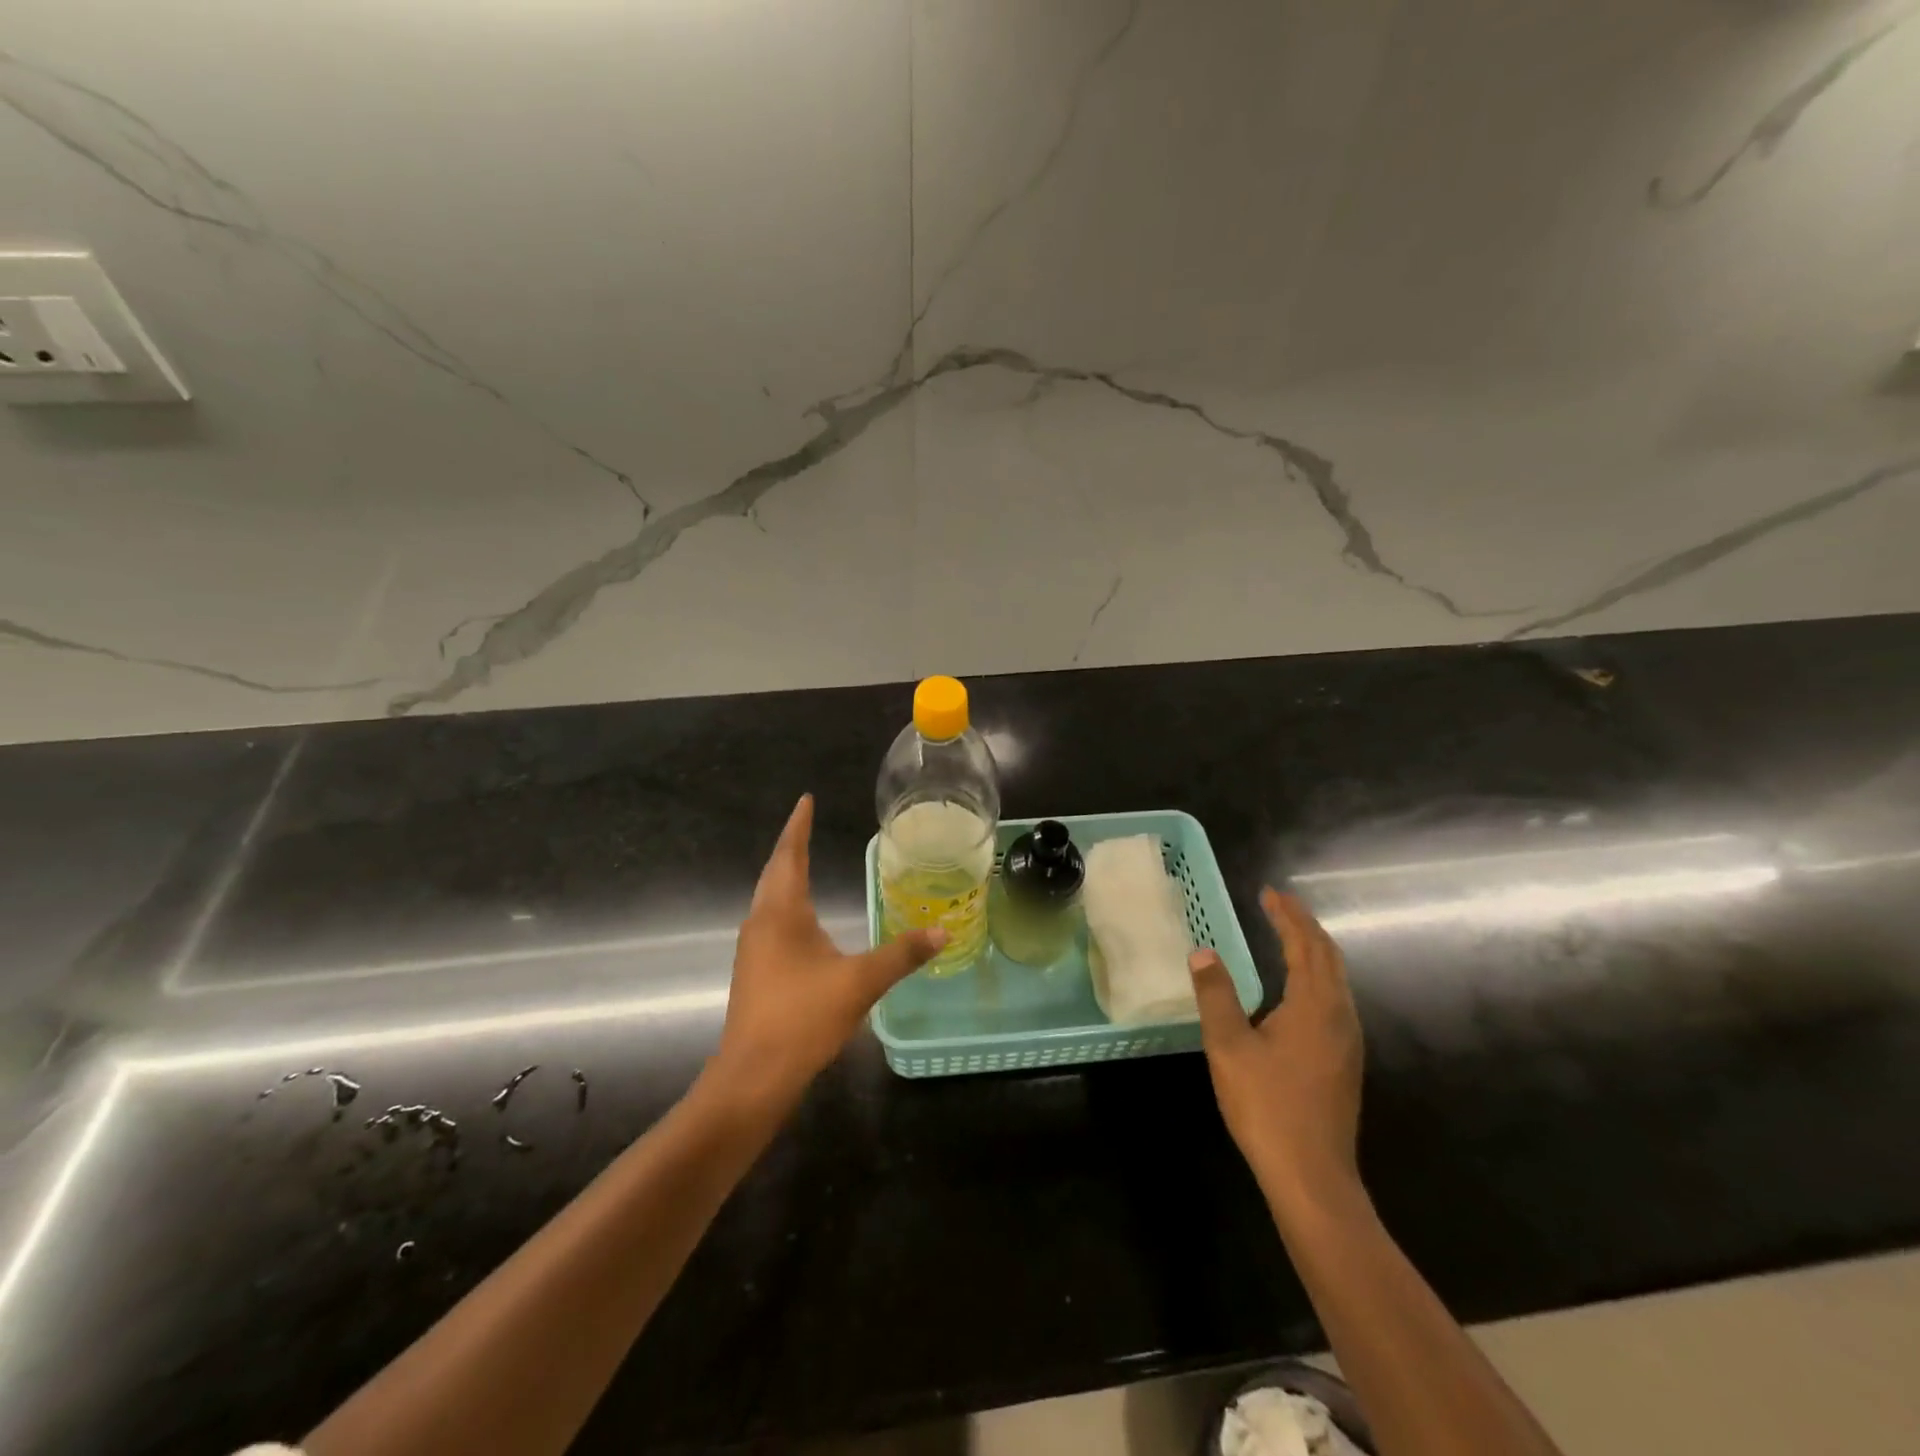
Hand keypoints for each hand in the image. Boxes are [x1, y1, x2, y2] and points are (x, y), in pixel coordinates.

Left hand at [708, 795, 944, 1113]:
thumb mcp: (860, 982)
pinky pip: (771, 921)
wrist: (753, 1076)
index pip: (790, 855)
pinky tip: (801, 920)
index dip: (799, 826)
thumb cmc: (803, 1018)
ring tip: (803, 861)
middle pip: (775, 872)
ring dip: (785, 875)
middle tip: (807, 822)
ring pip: (769, 898)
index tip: (806, 800)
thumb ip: (902, 954)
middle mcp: (761, 922)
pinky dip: (786, 904)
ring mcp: (753, 948)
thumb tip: (943, 932)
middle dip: (791, 845)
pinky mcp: (754, 972)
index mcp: (782, 912)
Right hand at [1189, 888, 1363, 1210]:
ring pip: (1336, 979)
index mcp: (1314, 1005)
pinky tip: (1298, 988)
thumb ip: (1216, 995)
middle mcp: (1340, 1015)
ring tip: (1288, 935)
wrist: (1312, 1177)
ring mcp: (1348, 1041)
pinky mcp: (1345, 1061)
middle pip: (1328, 957)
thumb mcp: (1228, 1046)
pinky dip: (1317, 975)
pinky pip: (1335, 999)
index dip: (1287, 915)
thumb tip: (1202, 953)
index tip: (1269, 892)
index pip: (1305, 944)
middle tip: (1278, 905)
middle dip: (1304, 926)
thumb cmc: (1267, 1106)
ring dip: (1313, 950)